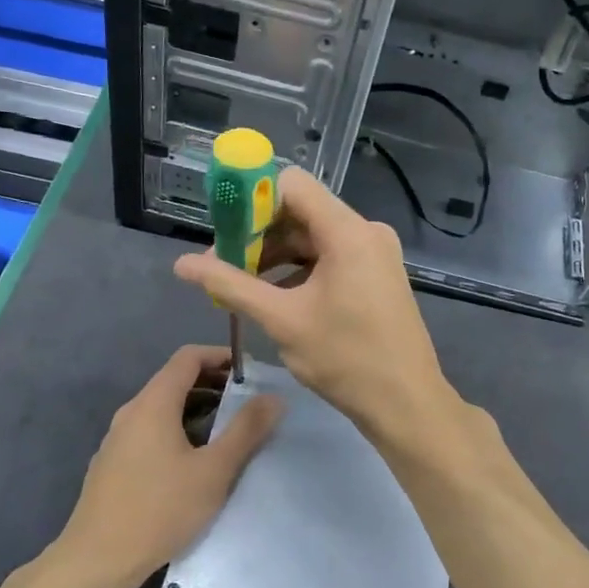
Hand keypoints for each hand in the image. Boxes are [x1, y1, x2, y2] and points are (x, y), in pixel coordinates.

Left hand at [56, 345, 282, 587]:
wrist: (96, 561)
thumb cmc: (160, 510)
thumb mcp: (214, 471)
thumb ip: (246, 430)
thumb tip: (274, 397)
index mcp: (153, 403)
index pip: (188, 357)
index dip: (220, 356)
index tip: (250, 371)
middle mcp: (132, 412)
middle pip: (175, 380)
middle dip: (213, 384)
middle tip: (248, 402)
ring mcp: (118, 438)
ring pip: (163, 408)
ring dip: (197, 409)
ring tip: (229, 431)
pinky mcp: (114, 463)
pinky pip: (151, 431)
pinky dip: (178, 429)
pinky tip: (195, 461)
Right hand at [172, 168, 458, 439]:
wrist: (406, 403)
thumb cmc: (345, 358)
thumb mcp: (282, 320)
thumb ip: (231, 285)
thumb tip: (182, 265)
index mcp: (348, 231)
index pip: (292, 185)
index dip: (253, 200)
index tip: (223, 230)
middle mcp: (366, 231)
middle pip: (301, 212)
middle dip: (258, 234)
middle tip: (223, 266)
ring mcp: (375, 253)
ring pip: (314, 237)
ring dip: (276, 256)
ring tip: (241, 286)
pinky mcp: (377, 274)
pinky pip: (331, 257)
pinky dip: (300, 270)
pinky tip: (274, 297)